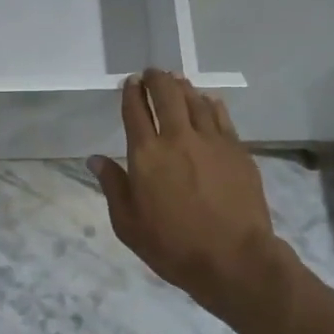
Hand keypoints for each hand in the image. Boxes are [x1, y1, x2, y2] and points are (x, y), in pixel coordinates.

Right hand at [91, 69, 287, 328]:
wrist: (235, 259)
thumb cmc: (173, 246)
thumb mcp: (128, 224)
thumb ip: (113, 186)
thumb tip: (95, 159)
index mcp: (146, 154)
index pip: (135, 111)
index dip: (131, 92)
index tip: (130, 82)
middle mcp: (178, 138)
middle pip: (167, 95)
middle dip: (156, 79)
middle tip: (152, 74)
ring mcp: (211, 141)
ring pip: (195, 101)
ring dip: (182, 87)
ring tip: (176, 81)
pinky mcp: (237, 150)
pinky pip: (221, 116)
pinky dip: (210, 104)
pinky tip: (208, 101)